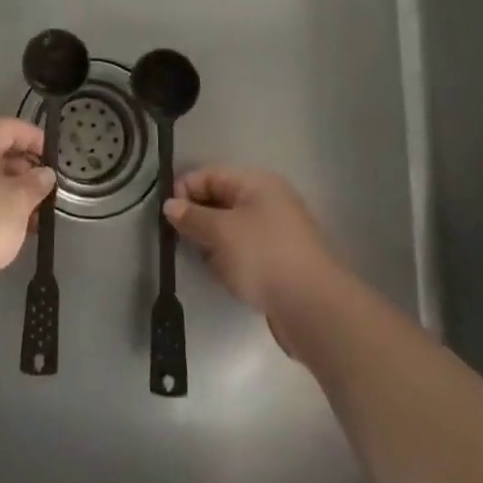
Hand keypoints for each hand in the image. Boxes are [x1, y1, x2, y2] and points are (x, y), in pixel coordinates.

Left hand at [0, 119, 55, 291]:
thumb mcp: (20, 199)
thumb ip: (37, 182)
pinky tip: (12, 228)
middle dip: (24, 168)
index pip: (8, 127)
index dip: (35, 138)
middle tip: (46, 189)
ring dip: (11, 190)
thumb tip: (44, 174)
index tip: (55, 158)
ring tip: (34, 214)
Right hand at [165, 166, 343, 328]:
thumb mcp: (220, 232)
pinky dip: (231, 262)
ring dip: (215, 245)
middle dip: (199, 220)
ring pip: (231, 229)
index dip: (186, 190)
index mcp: (256, 182)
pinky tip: (228, 279)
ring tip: (211, 265)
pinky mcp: (280, 262)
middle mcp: (268, 200)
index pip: (211, 174)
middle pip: (220, 201)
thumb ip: (191, 217)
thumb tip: (170, 205)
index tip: (167, 216)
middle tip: (182, 241)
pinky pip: (245, 252)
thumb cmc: (263, 256)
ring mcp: (277, 232)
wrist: (314, 308)